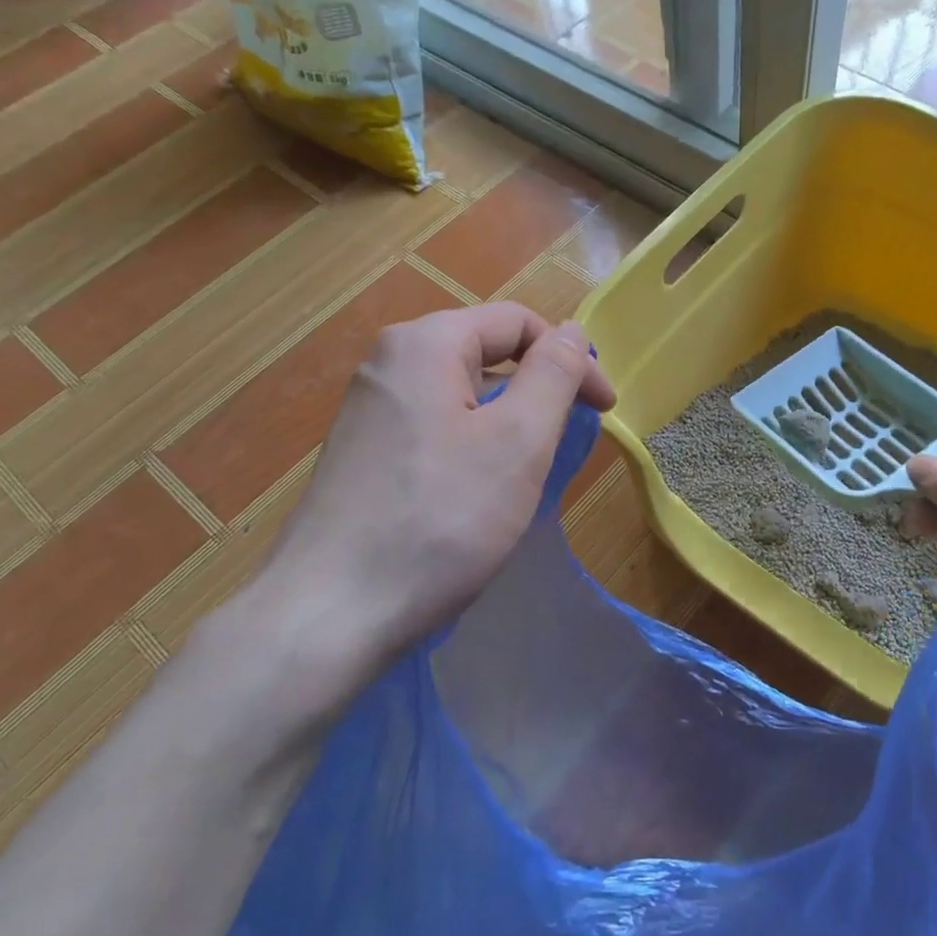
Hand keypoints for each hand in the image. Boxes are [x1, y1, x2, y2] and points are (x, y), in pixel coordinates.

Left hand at [239, 303, 614, 712]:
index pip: (517, 323)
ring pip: (461, 396)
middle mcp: (388, 364)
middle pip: (486, 354)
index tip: (605, 410)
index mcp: (424, 344)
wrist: (331, 613)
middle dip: (539, 390)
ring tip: (528, 473)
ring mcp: (368, 411)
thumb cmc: (441, 519)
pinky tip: (478, 495)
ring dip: (508, 422)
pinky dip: (473, 447)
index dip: (572, 359)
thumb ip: (554, 374)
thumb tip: (570, 332)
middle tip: (568, 444)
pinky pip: (434, 429)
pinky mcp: (362, 456)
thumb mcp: (518, 441)